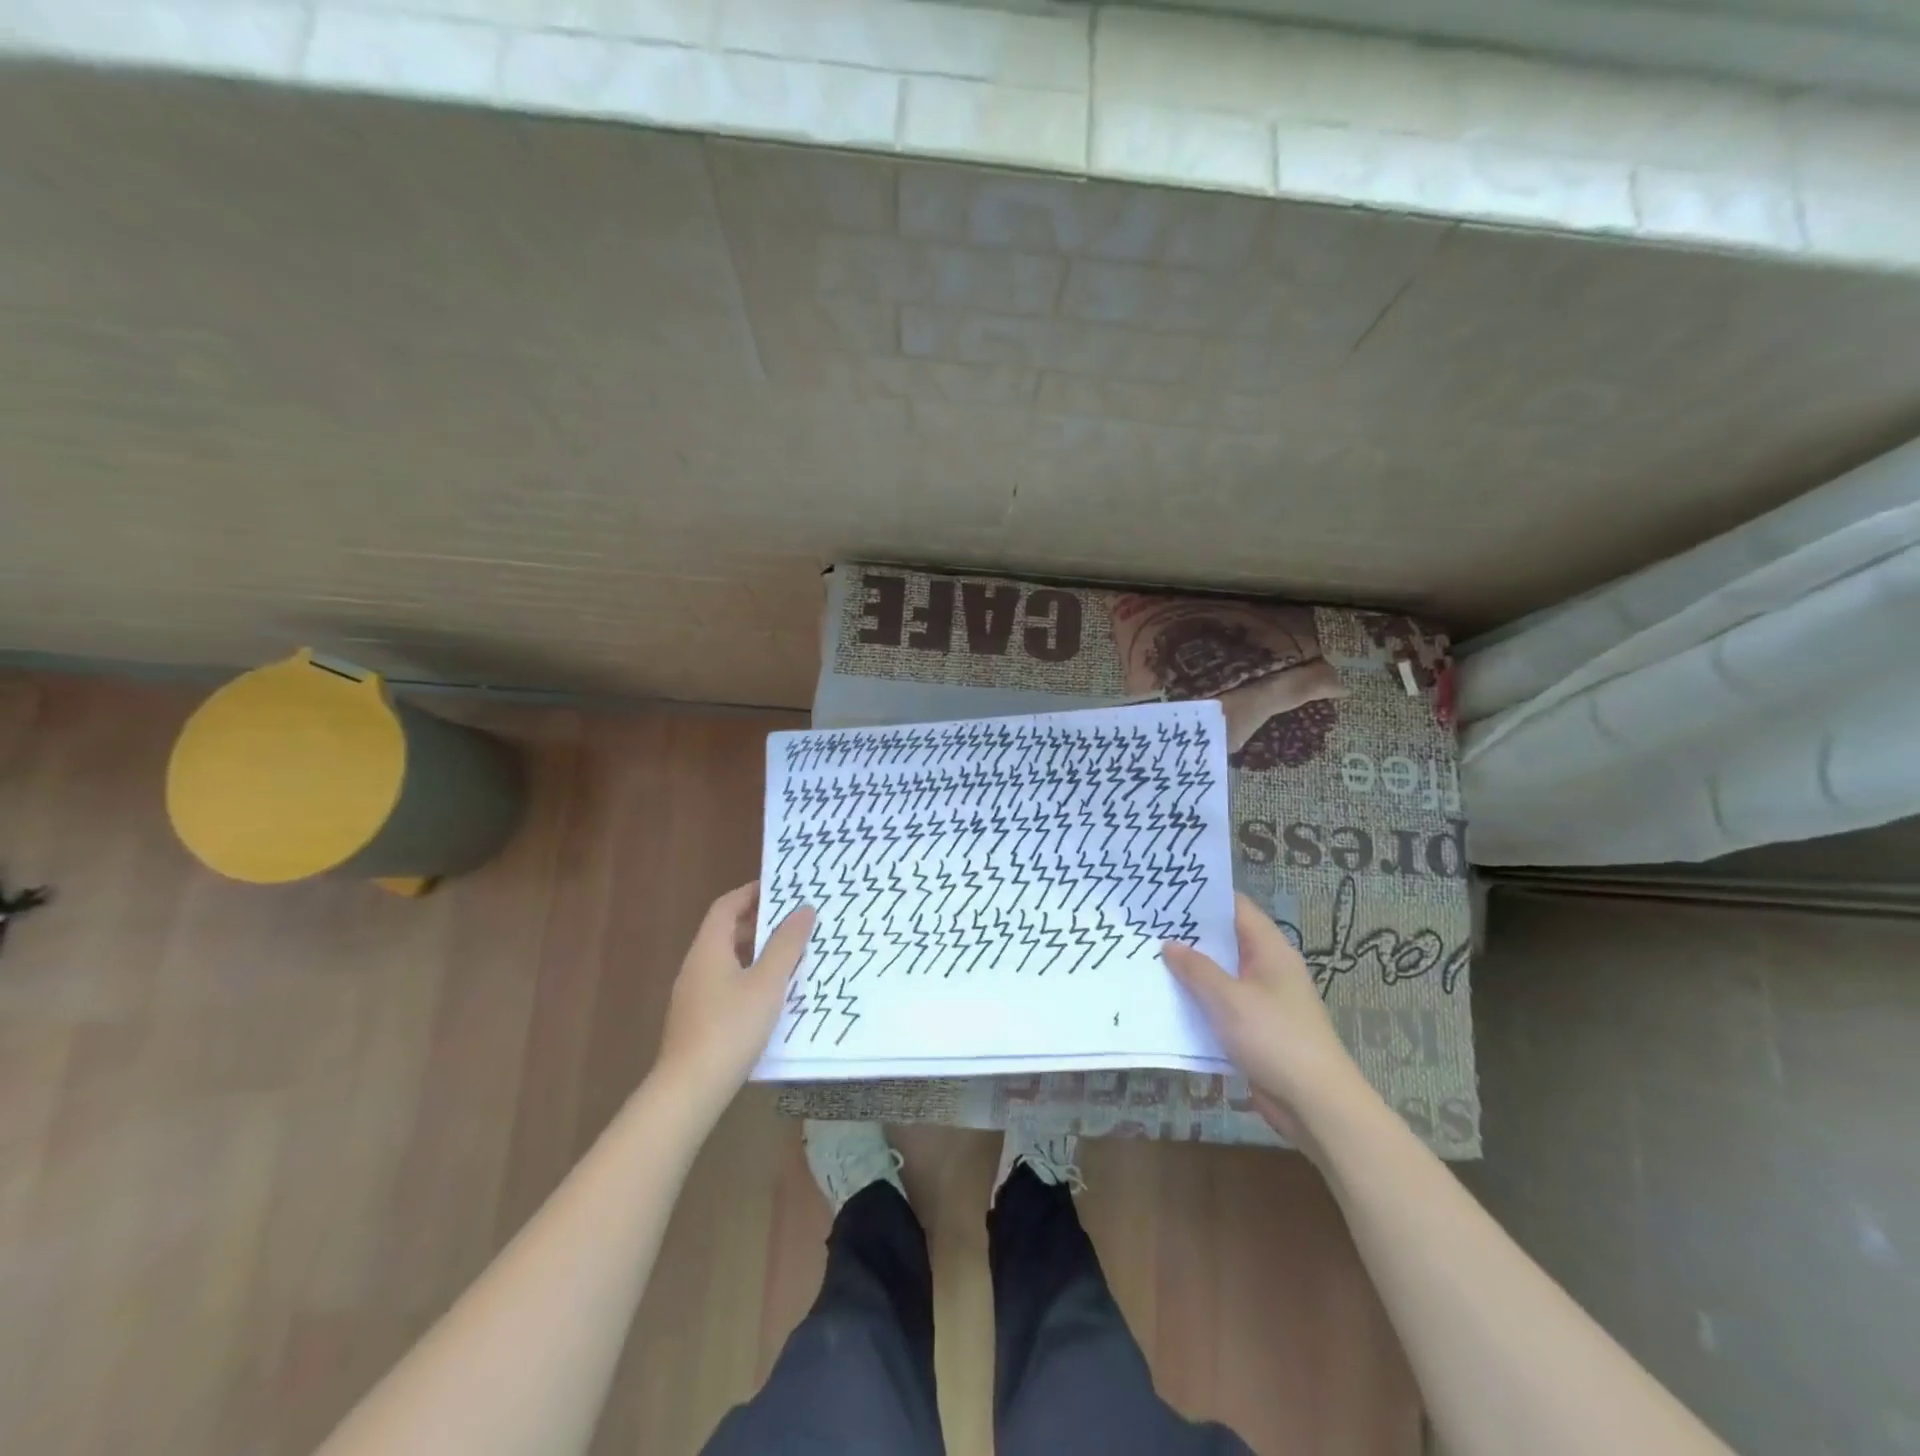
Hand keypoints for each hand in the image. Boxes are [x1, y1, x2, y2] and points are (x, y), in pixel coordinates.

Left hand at [655, 882, 814, 1110]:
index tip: (782, 888)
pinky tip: (772, 997)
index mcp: (709, 948)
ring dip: (756, 953)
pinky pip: (726, 985)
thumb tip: (803, 909)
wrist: (689, 1090)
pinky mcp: (697, 1021)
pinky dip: (749, 978)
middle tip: (794, 922)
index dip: (752, 892)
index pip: (727, 906)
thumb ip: (786, 944)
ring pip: (727, 961)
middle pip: (726, 932)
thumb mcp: (768, 982)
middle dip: (760, 923)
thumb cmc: (731, 1027)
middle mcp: (696, 966)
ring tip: (791, 957)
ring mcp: (693, 995)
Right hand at [1162, 893, 1367, 1147]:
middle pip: (1226, 940)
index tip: (1167, 891)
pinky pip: (1223, 1004)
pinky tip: (1169, 1000)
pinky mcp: (1257, 1028)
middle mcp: (1269, 968)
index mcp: (1270, 950)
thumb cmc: (1274, 1038)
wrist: (1316, 1104)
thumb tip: (1169, 943)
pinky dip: (1200, 1000)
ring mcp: (1264, 999)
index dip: (1203, 897)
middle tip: (1148, 924)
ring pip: (1222, 974)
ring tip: (1148, 957)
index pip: (1236, 907)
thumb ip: (1196, 969)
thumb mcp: (1229, 999)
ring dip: (1191, 970)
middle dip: (1190, 934)